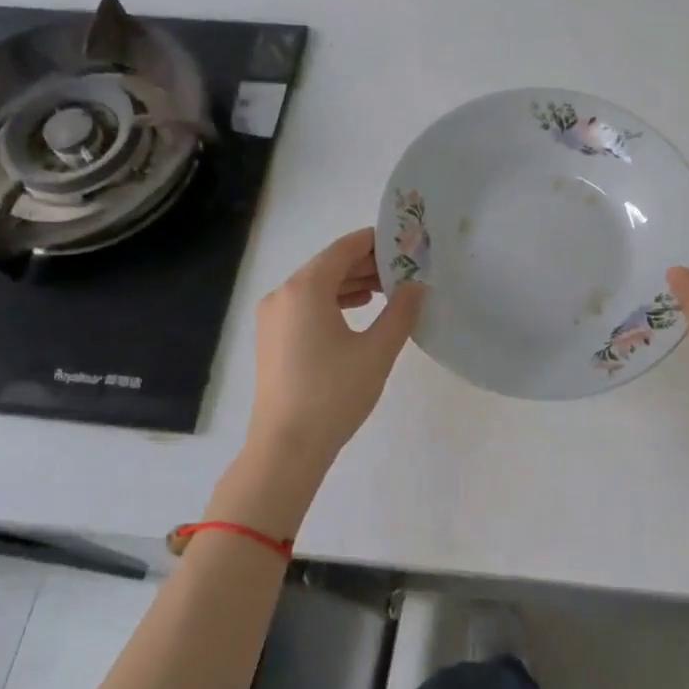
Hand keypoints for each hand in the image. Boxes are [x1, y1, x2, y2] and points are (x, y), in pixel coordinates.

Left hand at [245, 227, 424, 483]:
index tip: (405, 243)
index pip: (344, 249)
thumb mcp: (377, 351)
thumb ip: (401, 312)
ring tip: (387, 291)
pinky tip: (357, 312)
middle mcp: (282, 294)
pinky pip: (305, 306)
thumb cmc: (334, 393)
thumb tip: (416, 286)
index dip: (375, 241)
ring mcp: (273, 318)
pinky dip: (333, 302)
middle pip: (328, 266)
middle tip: (404, 269)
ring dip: (351, 284)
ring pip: (316, 287)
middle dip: (366, 265)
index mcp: (305, 288)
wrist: (286, 447)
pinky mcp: (272, 339)